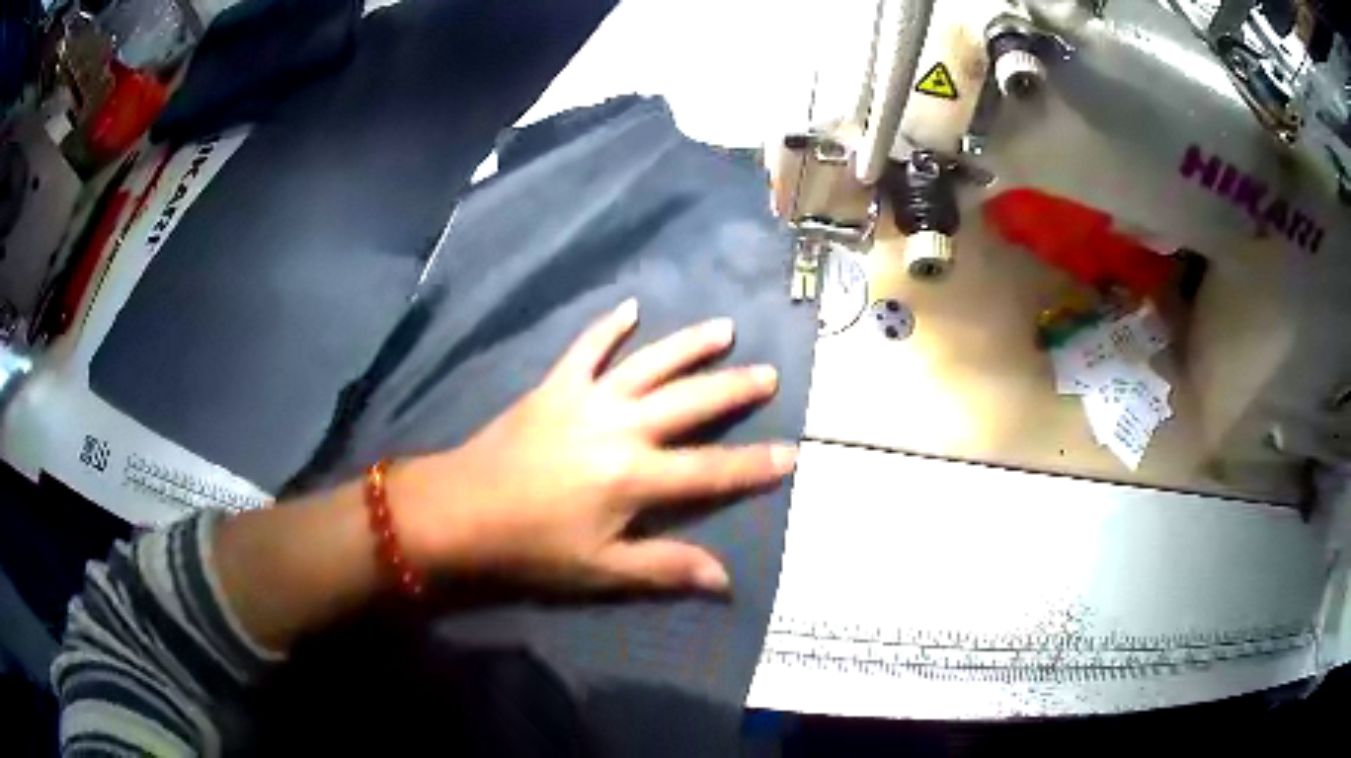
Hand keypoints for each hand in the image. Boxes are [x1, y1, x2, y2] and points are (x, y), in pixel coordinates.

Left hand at [394, 298, 796, 593]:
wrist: (461, 510)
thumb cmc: (531, 546)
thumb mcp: (600, 569)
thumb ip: (664, 567)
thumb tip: (725, 580)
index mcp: (635, 478)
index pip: (710, 471)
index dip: (754, 465)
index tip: (792, 452)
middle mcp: (621, 428)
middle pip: (690, 403)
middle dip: (734, 389)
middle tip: (769, 374)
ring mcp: (587, 399)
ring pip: (650, 364)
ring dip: (689, 346)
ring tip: (724, 328)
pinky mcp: (556, 386)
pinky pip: (587, 348)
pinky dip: (607, 326)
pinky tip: (630, 307)